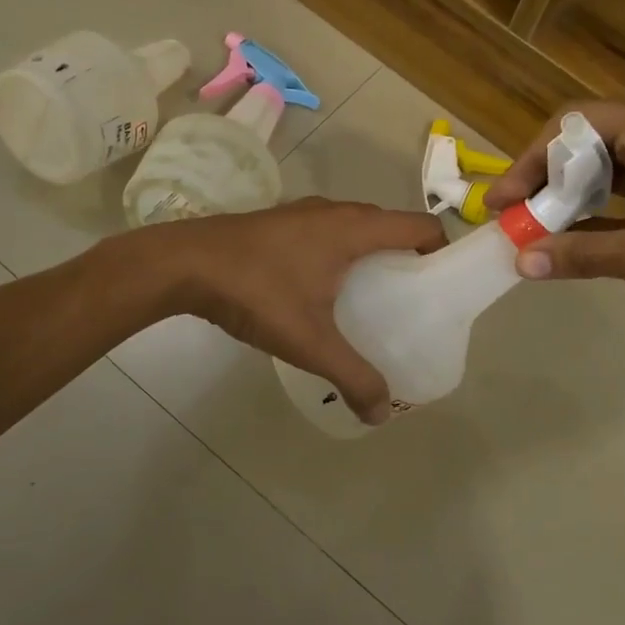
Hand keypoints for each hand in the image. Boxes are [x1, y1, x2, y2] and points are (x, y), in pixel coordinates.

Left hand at [156, 199, 446, 423]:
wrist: (182, 263)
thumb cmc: (256, 292)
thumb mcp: (309, 341)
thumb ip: (352, 376)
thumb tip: (383, 413)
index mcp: (355, 228)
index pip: (421, 225)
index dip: (441, 251)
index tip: (442, 286)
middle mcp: (335, 211)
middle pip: (391, 226)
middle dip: (407, 260)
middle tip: (409, 302)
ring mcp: (304, 212)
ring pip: (355, 229)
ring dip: (371, 257)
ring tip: (369, 301)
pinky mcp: (279, 222)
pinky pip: (327, 233)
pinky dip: (340, 255)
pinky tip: (321, 292)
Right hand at [484, 103, 624, 351]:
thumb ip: (576, 253)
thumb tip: (521, 261)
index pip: (572, 124)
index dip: (530, 158)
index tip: (505, 200)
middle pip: (583, 144)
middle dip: (543, 178)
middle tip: (513, 215)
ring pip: (600, 171)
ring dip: (564, 198)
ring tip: (532, 229)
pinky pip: (620, 197)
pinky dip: (590, 216)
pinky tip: (564, 243)